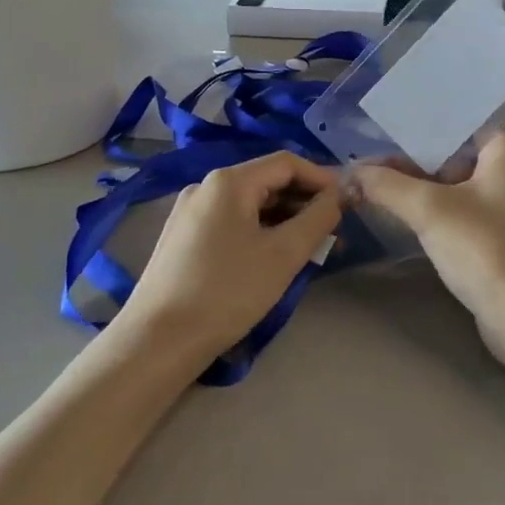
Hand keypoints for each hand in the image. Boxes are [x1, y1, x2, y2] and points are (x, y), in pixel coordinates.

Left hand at [123, 153, 343, 364]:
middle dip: (305, 202)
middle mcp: (206, 187)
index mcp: (229, 181)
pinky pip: (232, 222)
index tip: (347, 204)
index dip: (322, 179)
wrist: (157, 342)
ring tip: (310, 249)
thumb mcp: (284, 254)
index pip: (287, 162)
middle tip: (333, 231)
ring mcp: (190, 212)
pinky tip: (274, 258)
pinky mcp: (183, 238)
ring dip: (285, 220)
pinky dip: (260, 231)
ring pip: (250, 204)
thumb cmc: (227, 292)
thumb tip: (341, 195)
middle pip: (267, 181)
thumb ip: (319, 218)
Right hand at [354, 134, 504, 356]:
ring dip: (415, 188)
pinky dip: (429, 211)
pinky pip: (455, 213)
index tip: (378, 131)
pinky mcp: (494, 238)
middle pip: (449, 156)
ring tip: (370, 186)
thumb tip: (351, 173)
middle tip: (364, 164)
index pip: (455, 125)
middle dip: (408, 161)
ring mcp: (503, 209)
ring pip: (450, 187)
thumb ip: (388, 185)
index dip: (416, 128)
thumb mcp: (429, 209)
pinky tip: (398, 215)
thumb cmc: (483, 247)